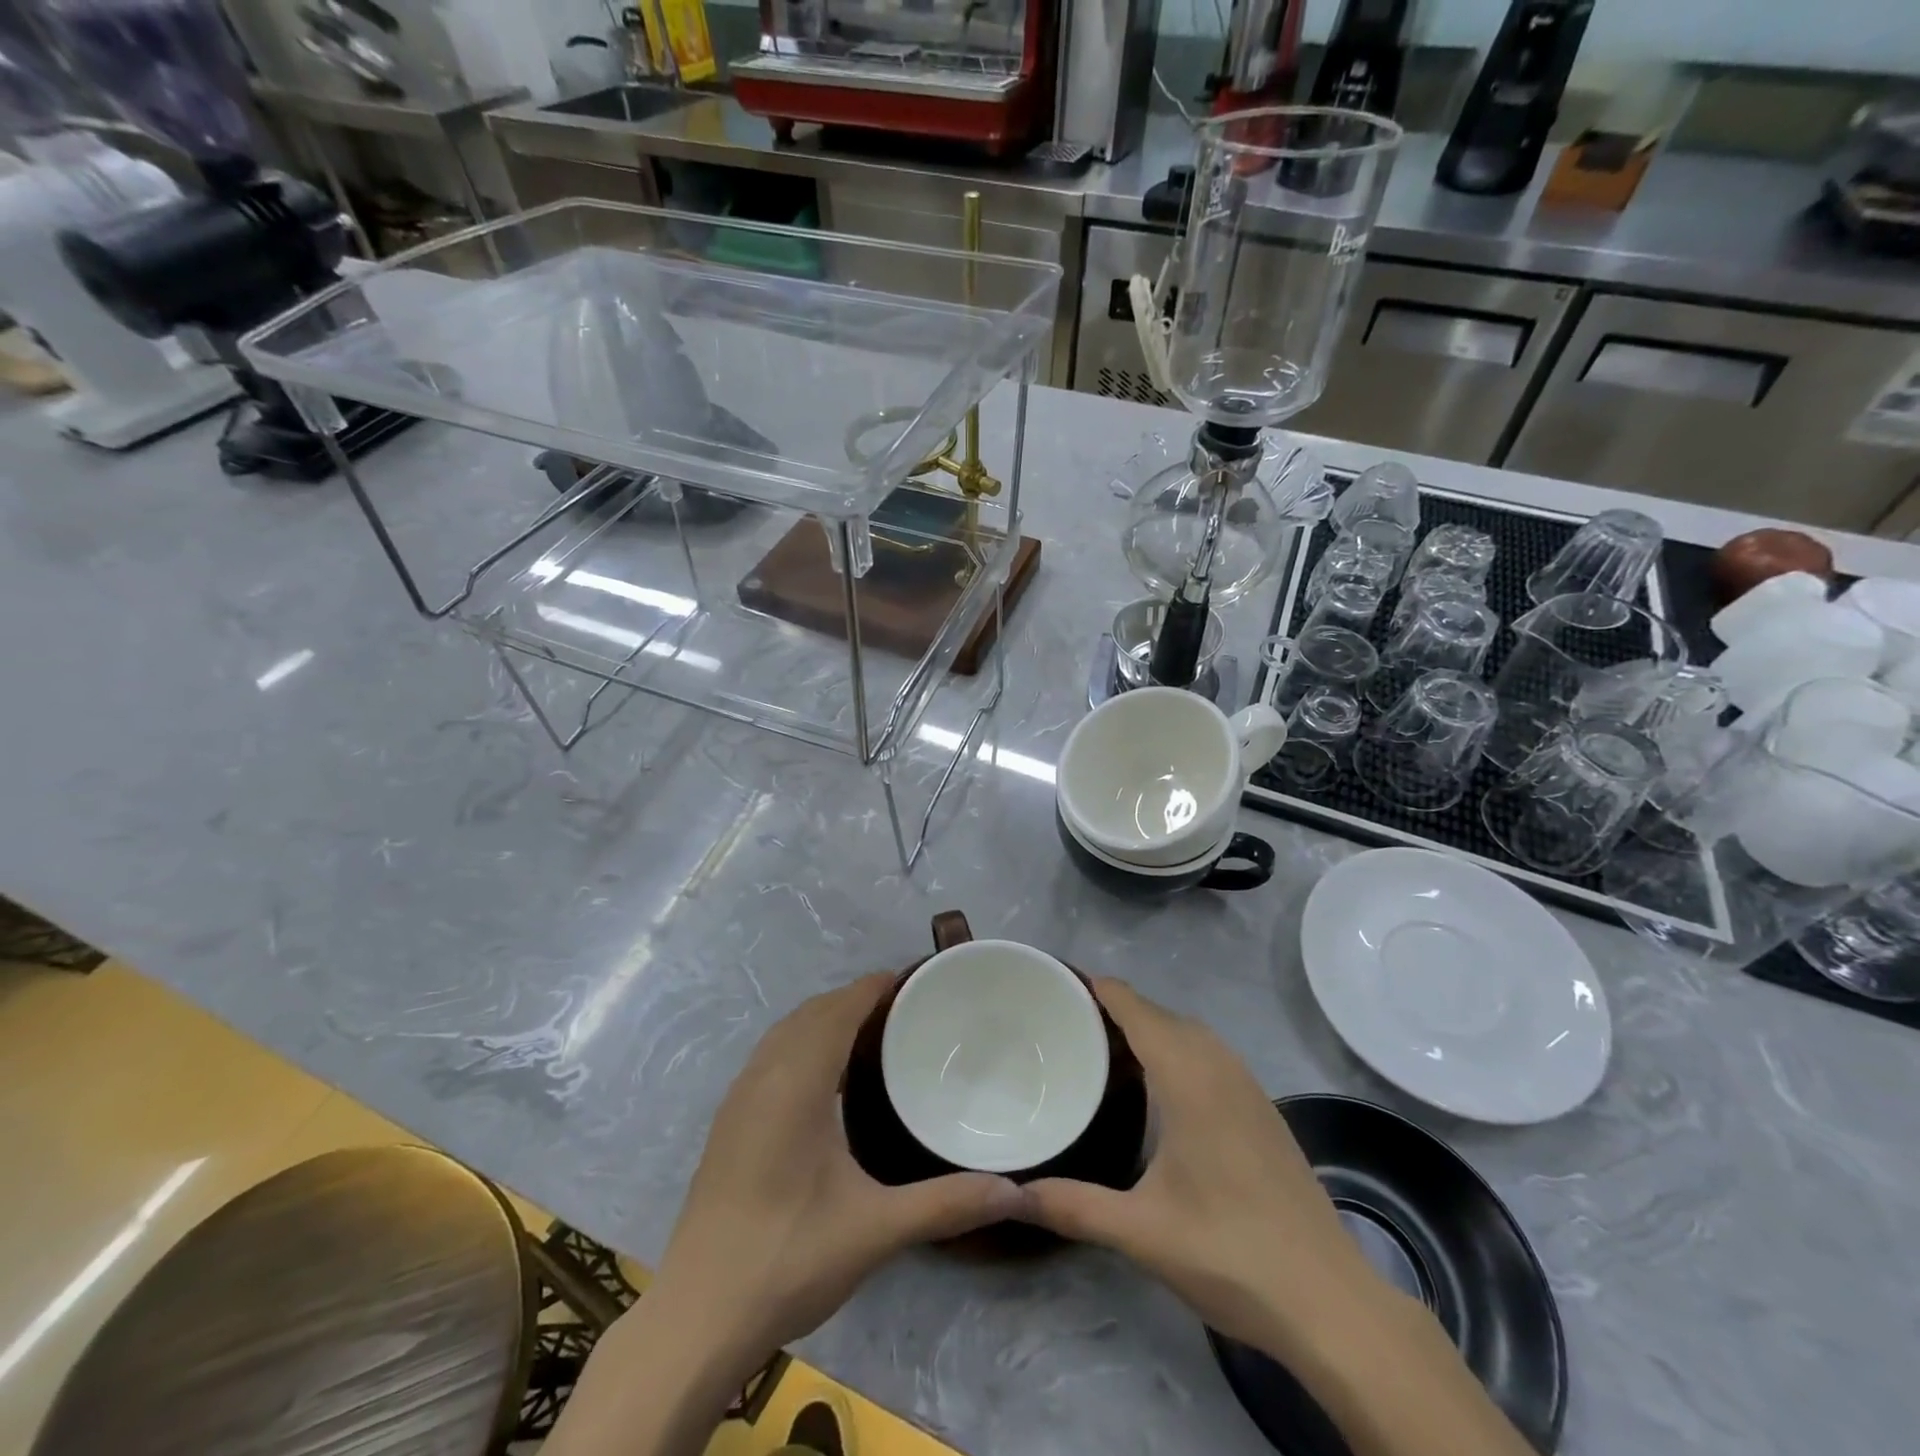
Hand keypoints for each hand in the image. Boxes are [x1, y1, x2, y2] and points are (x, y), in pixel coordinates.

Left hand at [645, 972, 1028, 1378]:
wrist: (697, 1319)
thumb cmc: (788, 1259)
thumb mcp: (875, 1230)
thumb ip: (945, 1204)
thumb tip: (1013, 1192)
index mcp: (796, 1084)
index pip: (837, 1011)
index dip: (872, 987)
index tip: (912, 980)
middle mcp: (763, 1078)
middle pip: (810, 1014)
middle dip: (853, 999)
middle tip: (904, 1010)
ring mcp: (738, 1101)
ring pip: (785, 1033)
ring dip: (824, 1020)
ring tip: (870, 1035)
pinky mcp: (727, 1125)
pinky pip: (770, 1057)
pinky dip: (802, 1044)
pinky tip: (825, 1081)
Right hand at [1023, 979, 1384, 1360]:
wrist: (1331, 1302)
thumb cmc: (1230, 1254)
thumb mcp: (1141, 1232)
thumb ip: (1073, 1207)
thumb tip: (1014, 1194)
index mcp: (1189, 1078)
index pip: (1136, 1009)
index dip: (1099, 988)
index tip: (1058, 984)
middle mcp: (1220, 1068)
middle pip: (1162, 1015)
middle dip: (1118, 1008)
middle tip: (1070, 1023)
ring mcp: (1249, 1089)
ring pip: (1192, 1034)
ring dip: (1152, 1028)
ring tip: (1108, 1050)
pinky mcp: (1264, 1112)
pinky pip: (1212, 1056)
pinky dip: (1180, 1051)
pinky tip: (1163, 1091)